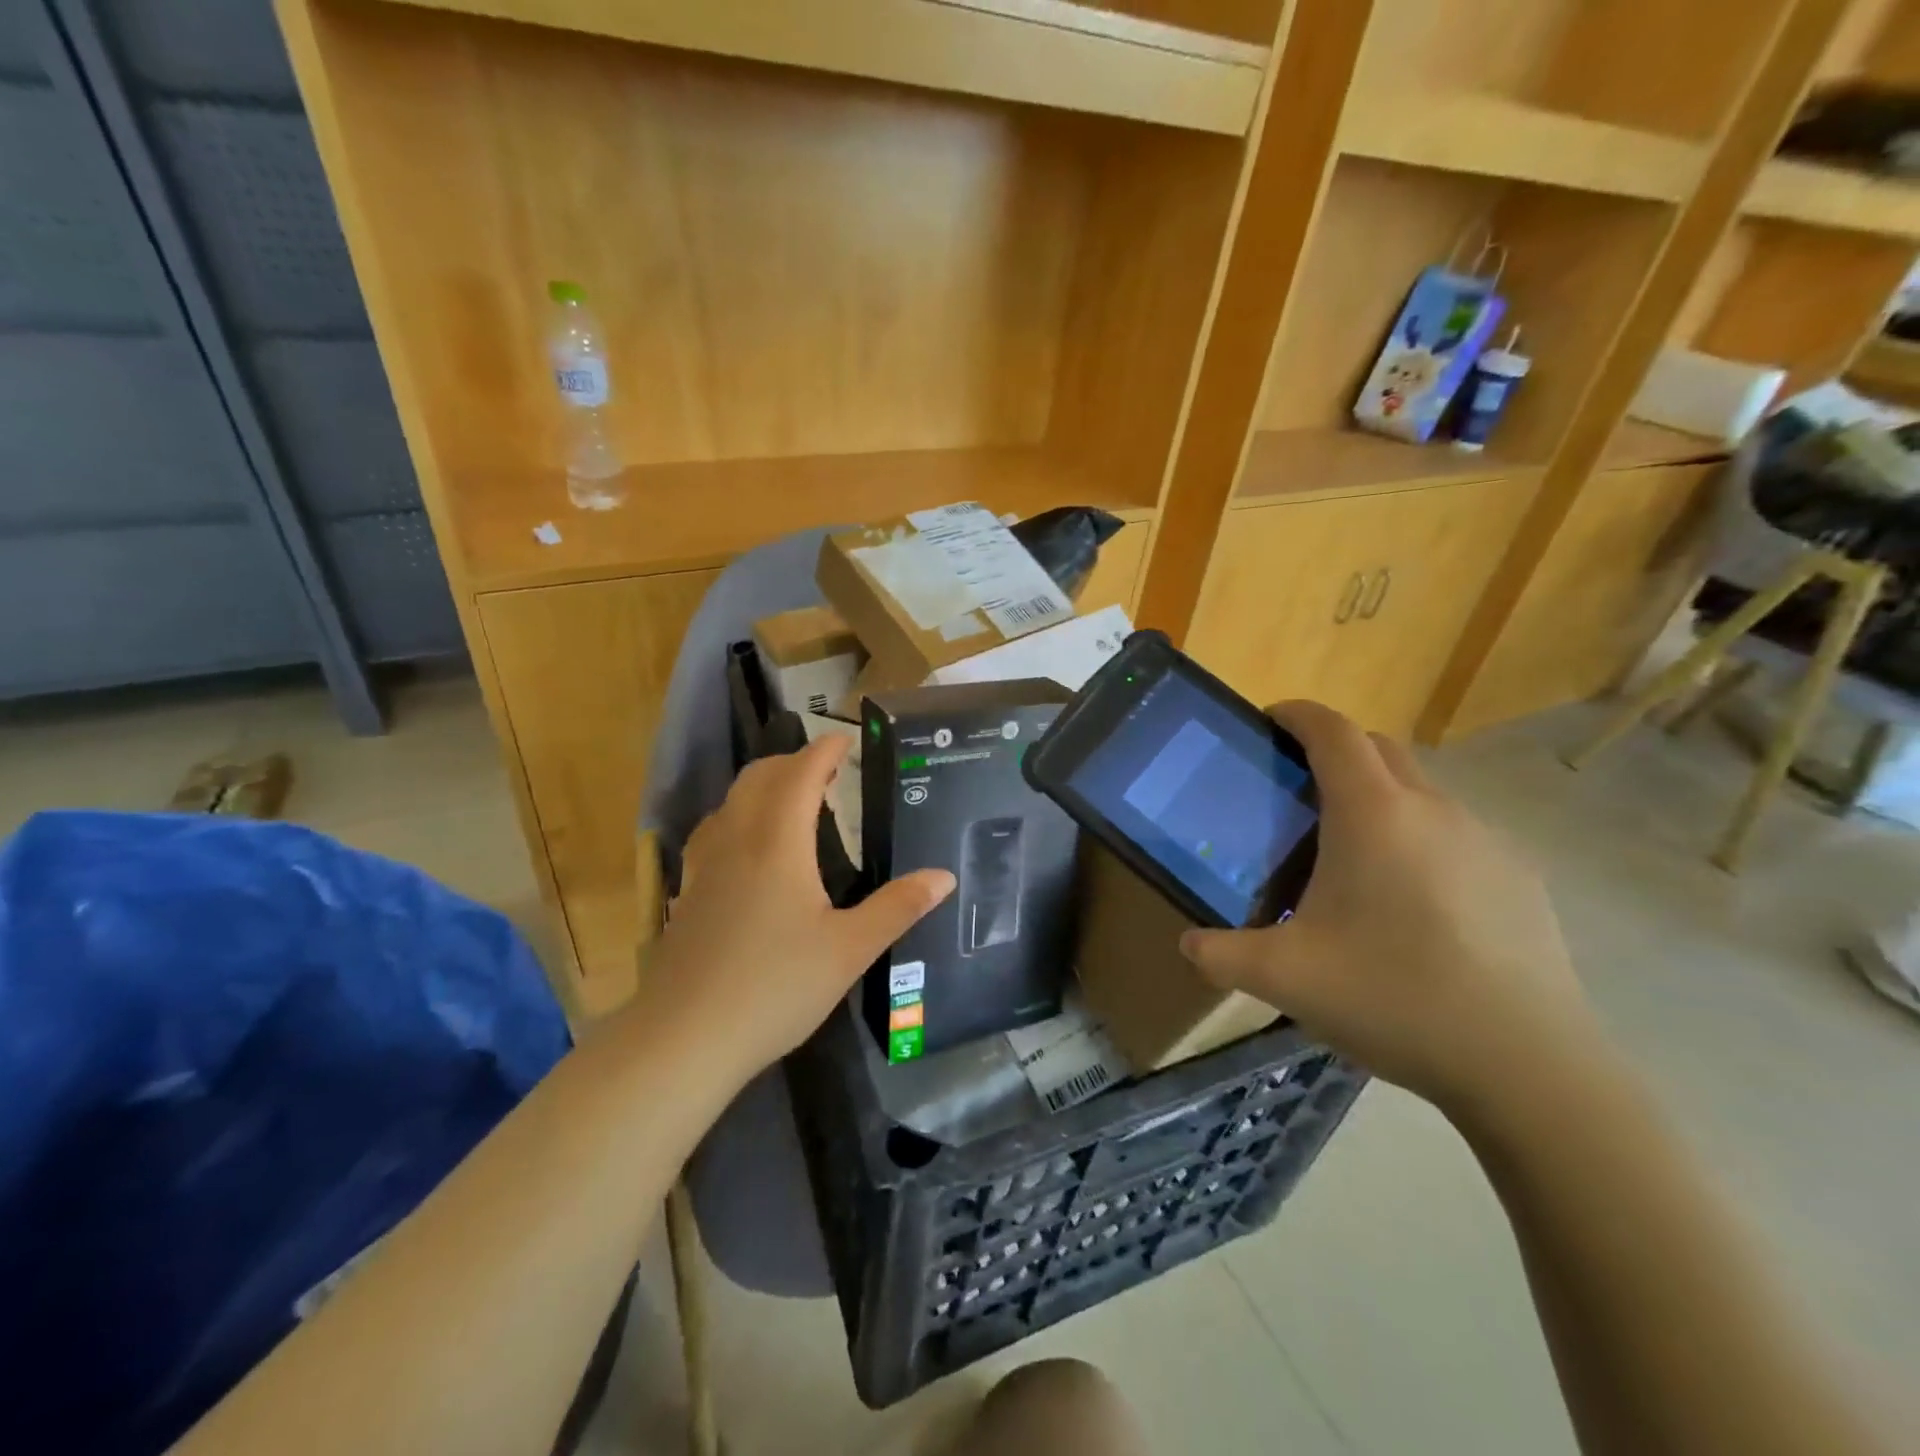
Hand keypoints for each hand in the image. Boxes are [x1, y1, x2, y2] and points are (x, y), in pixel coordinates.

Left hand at [637, 736, 953, 1084]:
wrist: (684, 1039)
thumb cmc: (774, 988)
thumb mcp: (849, 950)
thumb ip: (897, 907)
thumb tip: (943, 876)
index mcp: (778, 843)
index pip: (801, 775)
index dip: (824, 751)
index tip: (846, 740)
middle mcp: (737, 841)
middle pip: (759, 778)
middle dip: (792, 762)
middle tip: (826, 770)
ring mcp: (705, 866)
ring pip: (731, 802)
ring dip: (762, 785)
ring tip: (790, 800)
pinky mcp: (687, 893)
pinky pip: (714, 831)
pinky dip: (738, 816)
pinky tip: (747, 848)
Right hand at [1179, 701, 1604, 1120]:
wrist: (1527, 1065)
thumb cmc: (1393, 997)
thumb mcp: (1285, 978)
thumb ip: (1221, 954)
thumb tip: (1188, 945)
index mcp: (1372, 814)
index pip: (1332, 731)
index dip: (1298, 714)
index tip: (1269, 721)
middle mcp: (1432, 809)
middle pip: (1379, 747)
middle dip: (1335, 750)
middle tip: (1298, 791)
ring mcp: (1485, 839)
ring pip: (1420, 791)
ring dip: (1380, 797)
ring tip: (1352, 855)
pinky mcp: (1520, 876)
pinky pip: (1456, 833)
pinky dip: (1421, 838)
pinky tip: (1413, 903)